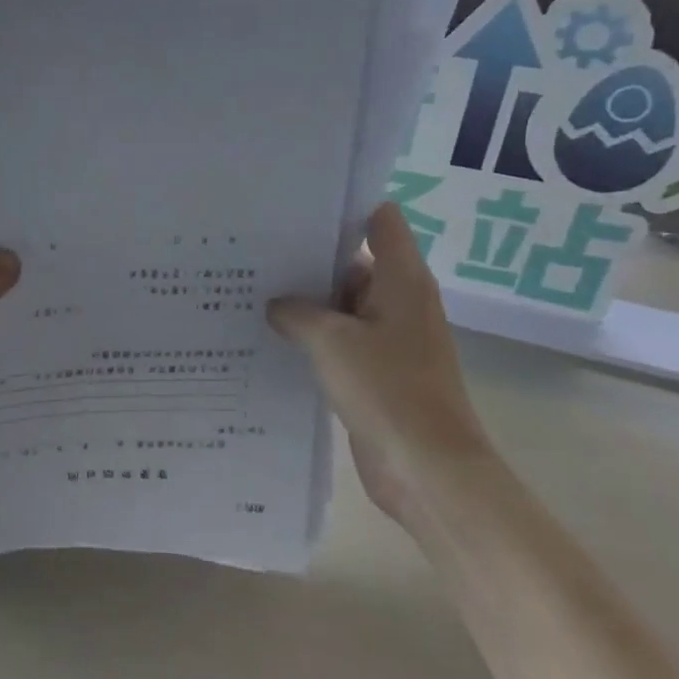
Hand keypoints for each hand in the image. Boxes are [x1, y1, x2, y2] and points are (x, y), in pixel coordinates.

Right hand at [268, 204, 493, 522]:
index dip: (342, 209)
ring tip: (251, 292)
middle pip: (353, 262)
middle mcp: (398, 301)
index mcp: (401, 279)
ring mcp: (389, 338)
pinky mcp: (376, 372)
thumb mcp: (330, 341)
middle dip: (308, 258)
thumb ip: (296, 312)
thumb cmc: (387, 390)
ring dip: (305, 303)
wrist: (427, 469)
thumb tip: (276, 304)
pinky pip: (340, 342)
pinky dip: (312, 338)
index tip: (293, 210)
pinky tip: (270, 339)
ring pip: (342, 306)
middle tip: (254, 253)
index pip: (379, 220)